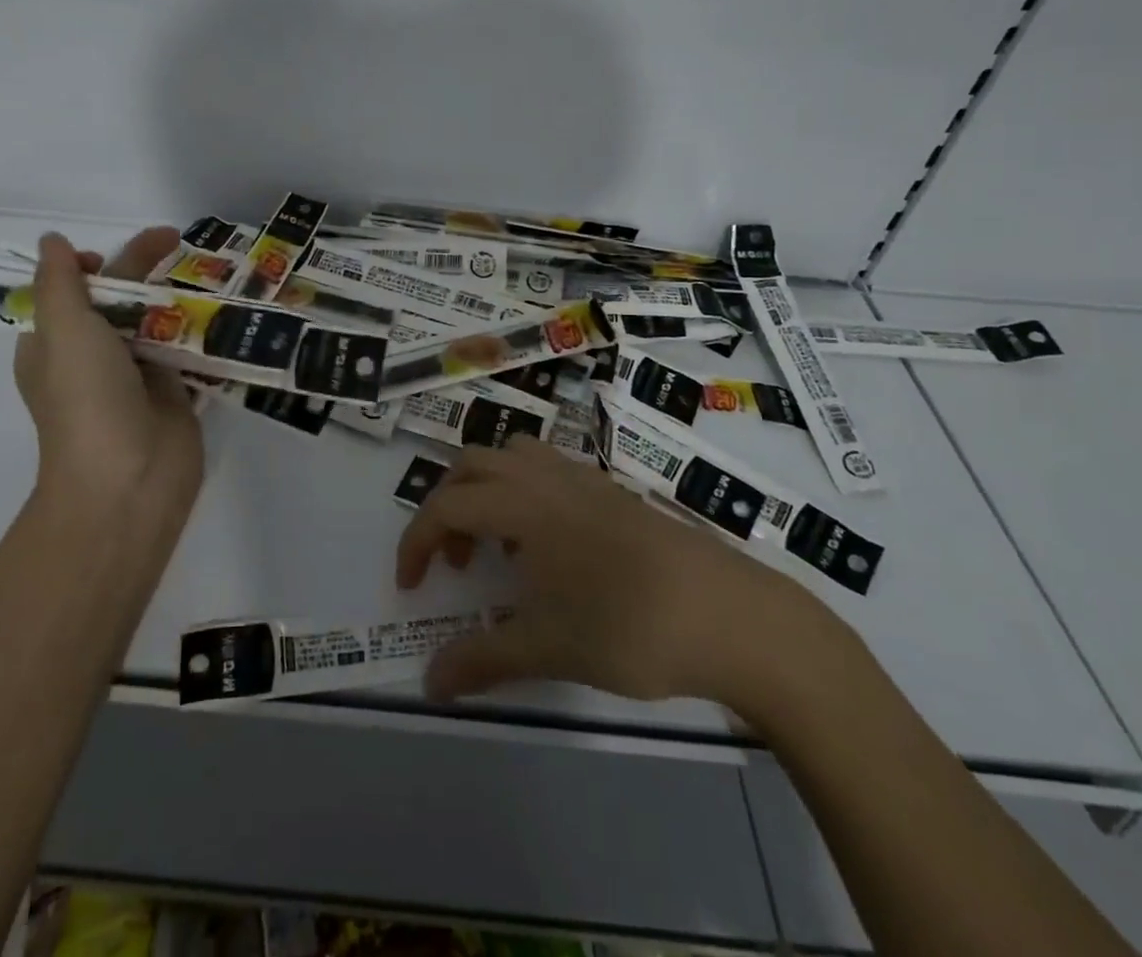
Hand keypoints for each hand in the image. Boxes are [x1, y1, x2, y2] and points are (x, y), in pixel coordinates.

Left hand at [13, 228, 203, 539]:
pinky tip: (224, 308)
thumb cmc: (86, 398)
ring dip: (177, 298)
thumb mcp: (63, 329)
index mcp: (54, 345)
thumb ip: (61, 282)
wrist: (128, 479)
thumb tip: (53, 241)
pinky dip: (200, 329)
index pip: (69, 293)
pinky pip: (185, 350)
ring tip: (209, 271)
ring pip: (155, 323)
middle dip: (142, 271)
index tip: (112, 256)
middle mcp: (92, 358)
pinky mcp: (172, 392)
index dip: (90, 267)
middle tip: (176, 241)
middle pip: (117, 301)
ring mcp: (135, 376)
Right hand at [395, 440, 855, 714]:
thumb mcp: (548, 649)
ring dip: (487, 492)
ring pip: (512, 457)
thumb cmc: (629, 626)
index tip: (410, 586)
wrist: (731, 616)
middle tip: (455, 563)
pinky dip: (525, 494)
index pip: (446, 505)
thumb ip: (483, 660)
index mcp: (522, 504)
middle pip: (472, 465)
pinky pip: (548, 470)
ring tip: (501, 549)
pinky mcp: (612, 490)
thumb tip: (429, 685)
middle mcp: (546, 477)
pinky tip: (550, 548)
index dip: (417, 541)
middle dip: (448, 507)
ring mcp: (583, 478)